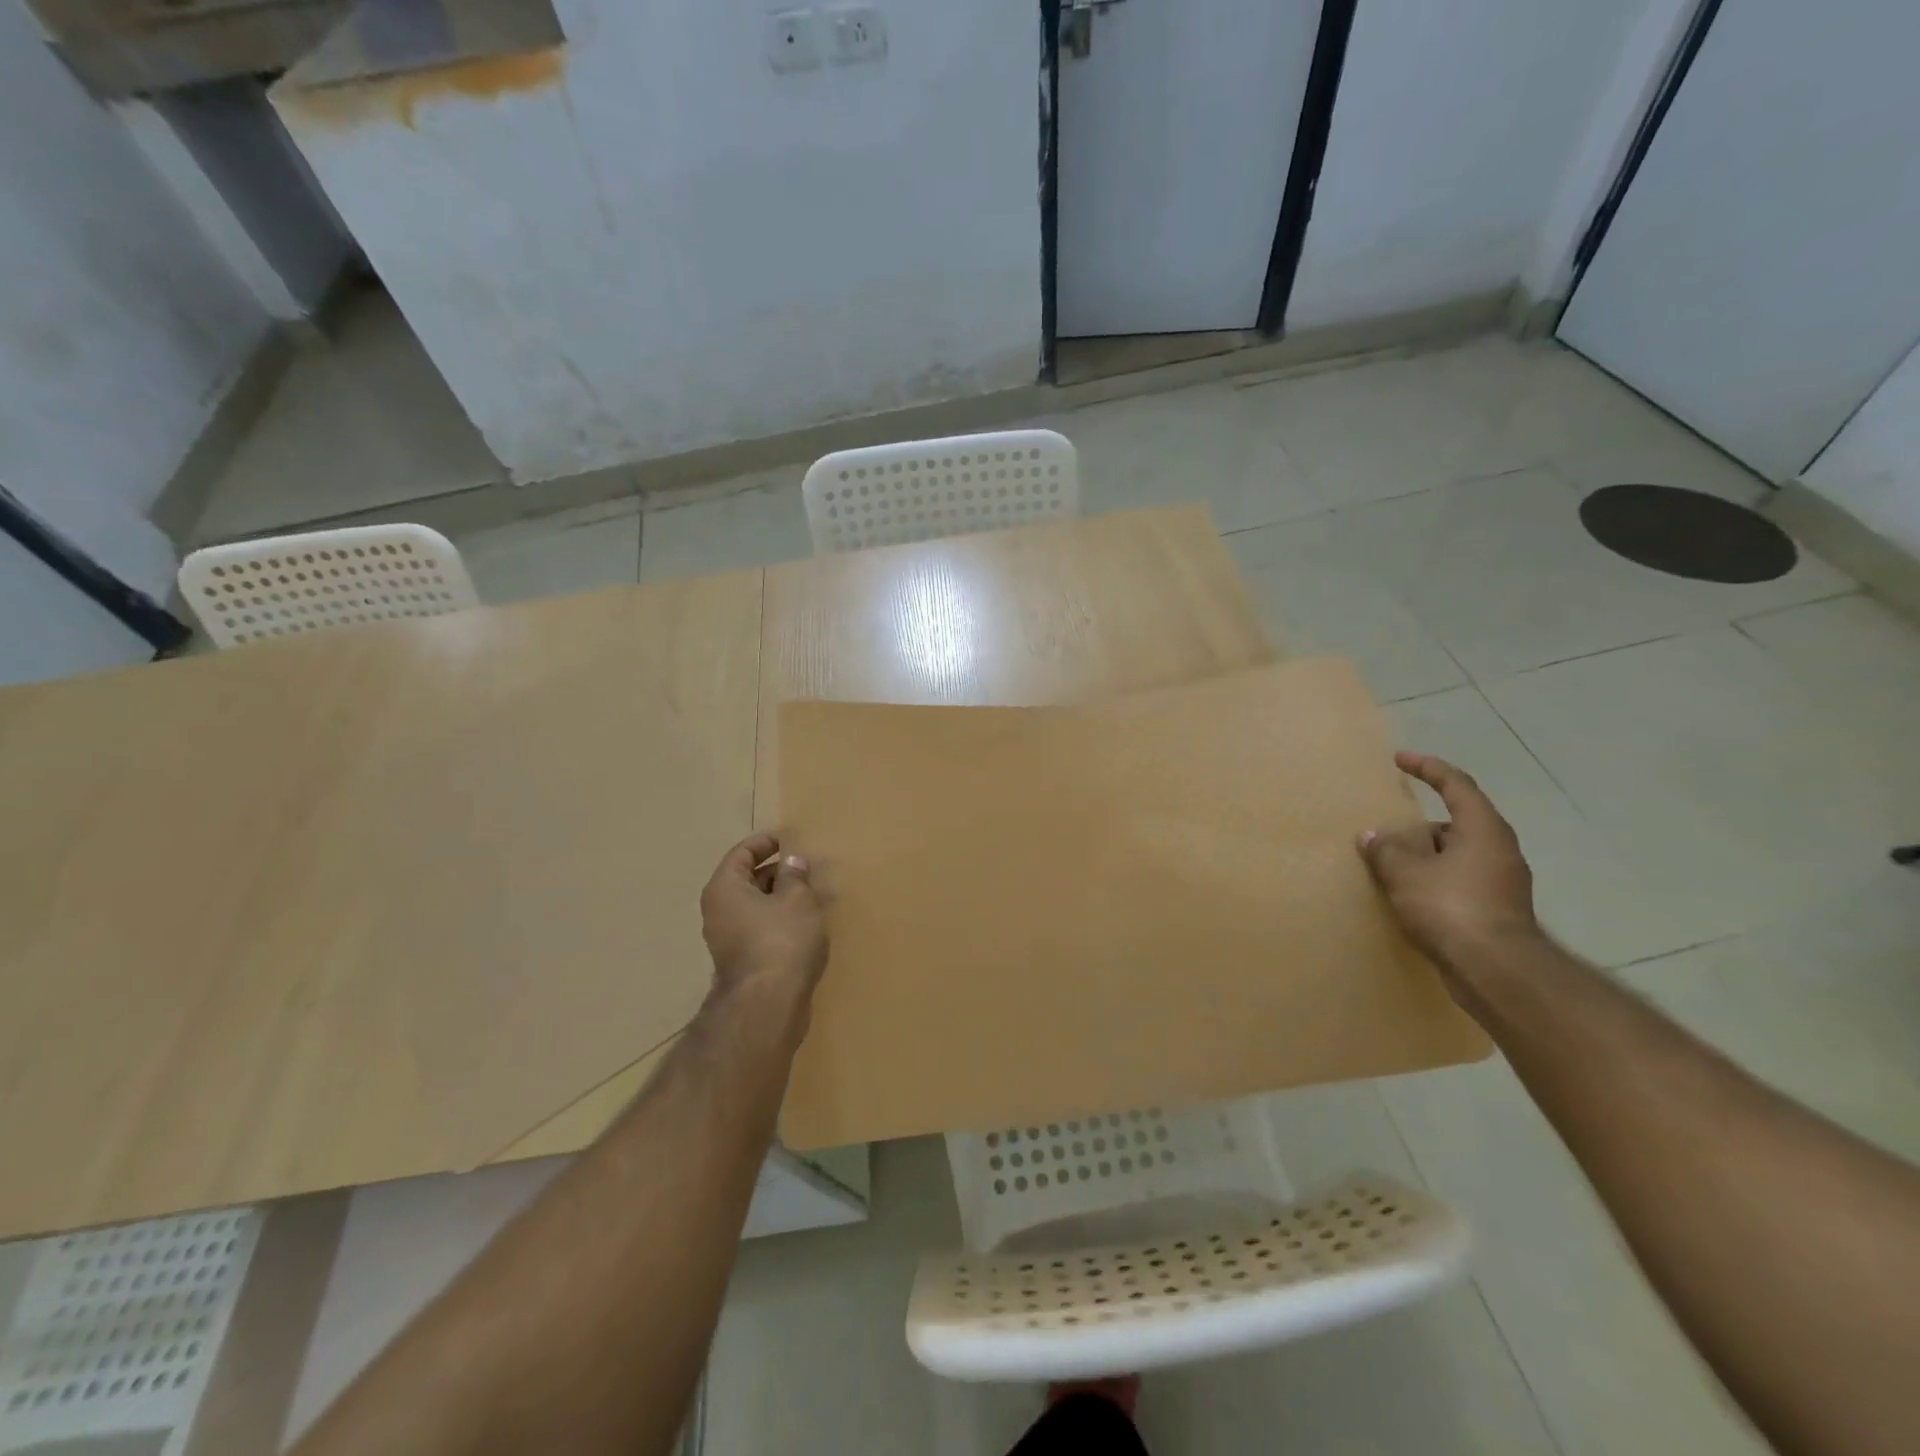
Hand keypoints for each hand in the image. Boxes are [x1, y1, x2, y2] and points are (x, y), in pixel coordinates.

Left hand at [699, 834, 828, 1012]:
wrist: (768, 1005)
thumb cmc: (781, 940)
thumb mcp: (797, 899)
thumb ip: (795, 875)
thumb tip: (792, 862)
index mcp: (724, 888)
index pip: (742, 853)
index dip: (766, 842)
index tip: (791, 839)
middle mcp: (718, 911)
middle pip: (747, 879)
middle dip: (778, 871)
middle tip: (807, 867)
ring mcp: (727, 939)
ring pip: (756, 906)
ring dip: (781, 897)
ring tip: (813, 893)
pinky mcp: (742, 961)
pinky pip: (761, 928)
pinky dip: (781, 920)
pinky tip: (806, 923)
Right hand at [1358, 752, 1541, 976]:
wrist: (1497, 971)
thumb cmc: (1452, 908)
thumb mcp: (1405, 873)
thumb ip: (1386, 850)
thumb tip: (1372, 836)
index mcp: (1483, 829)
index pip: (1456, 785)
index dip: (1427, 768)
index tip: (1400, 759)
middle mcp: (1499, 850)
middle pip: (1456, 823)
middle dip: (1420, 825)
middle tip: (1388, 831)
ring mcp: (1502, 882)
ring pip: (1457, 856)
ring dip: (1426, 857)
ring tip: (1392, 866)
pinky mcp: (1496, 911)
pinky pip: (1459, 882)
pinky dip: (1434, 881)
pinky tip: (1409, 896)